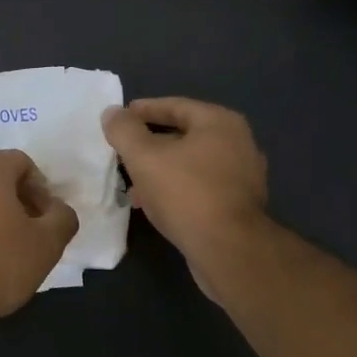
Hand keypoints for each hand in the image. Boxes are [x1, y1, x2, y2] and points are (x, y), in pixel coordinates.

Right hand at [102, 98, 268, 298]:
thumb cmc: (186, 193)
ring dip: (160, 169)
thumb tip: (112, 113)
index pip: (174, 106)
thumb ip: (124, 130)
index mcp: (220, 122)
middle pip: (183, 134)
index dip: (143, 110)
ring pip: (191, 163)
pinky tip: (155, 204)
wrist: (229, 250)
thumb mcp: (144, 157)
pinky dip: (177, 188)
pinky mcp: (240, 204)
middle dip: (149, 144)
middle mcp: (238, 142)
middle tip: (122, 152)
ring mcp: (244, 175)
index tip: (119, 118)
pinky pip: (201, 185)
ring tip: (132, 184)